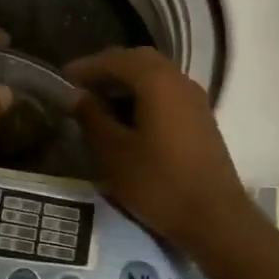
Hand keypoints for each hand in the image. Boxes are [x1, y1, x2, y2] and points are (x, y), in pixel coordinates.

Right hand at [66, 46, 253, 246]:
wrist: (215, 218)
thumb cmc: (158, 183)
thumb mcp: (113, 153)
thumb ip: (92, 118)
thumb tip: (78, 96)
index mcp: (157, 81)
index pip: (116, 59)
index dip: (87, 66)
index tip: (63, 78)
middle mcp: (179, 80)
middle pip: (139, 61)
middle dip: (109, 69)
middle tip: (82, 86)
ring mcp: (195, 99)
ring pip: (156, 76)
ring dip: (127, 82)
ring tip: (101, 102)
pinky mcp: (201, 119)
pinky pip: (167, 93)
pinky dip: (144, 95)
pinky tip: (129, 118)